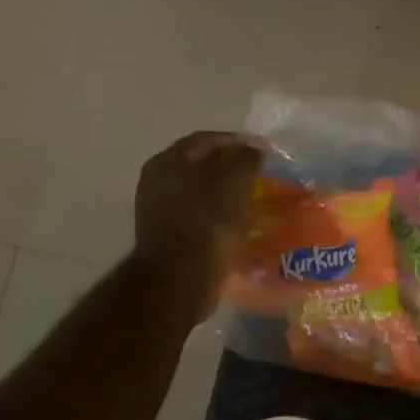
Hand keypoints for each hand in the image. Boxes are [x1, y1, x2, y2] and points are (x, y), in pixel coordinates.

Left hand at [134, 132, 262, 314]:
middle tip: (258, 173)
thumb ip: (245, 160)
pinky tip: (237, 221)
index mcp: (168, 161)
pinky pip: (198, 214)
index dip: (236, 141)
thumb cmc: (208, 224)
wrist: (180, 279)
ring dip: (225, 191)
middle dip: (230, 166)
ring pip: (199, 190)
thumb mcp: (234, 184)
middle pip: (200, 164)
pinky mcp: (168, 235)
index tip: (263, 150)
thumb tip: (254, 149)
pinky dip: (218, 213)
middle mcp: (157, 180)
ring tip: (252, 197)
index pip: (206, 140)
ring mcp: (158, 209)